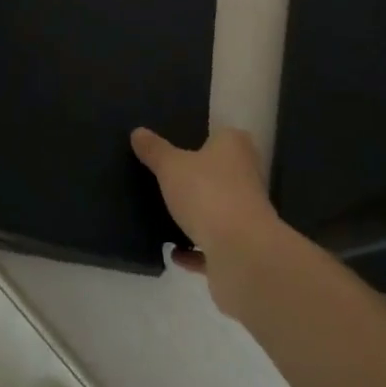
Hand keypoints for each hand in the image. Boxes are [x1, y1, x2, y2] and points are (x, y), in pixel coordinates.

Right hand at [131, 126, 289, 318]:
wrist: (242, 254)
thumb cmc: (208, 194)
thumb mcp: (170, 166)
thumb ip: (154, 150)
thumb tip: (138, 132)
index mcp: (235, 148)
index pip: (222, 135)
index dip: (201, 139)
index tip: (177, 146)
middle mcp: (247, 176)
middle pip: (220, 173)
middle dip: (197, 178)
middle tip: (164, 179)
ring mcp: (247, 215)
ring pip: (218, 209)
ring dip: (197, 216)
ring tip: (165, 216)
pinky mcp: (243, 249)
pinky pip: (214, 245)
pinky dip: (196, 250)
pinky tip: (174, 253)